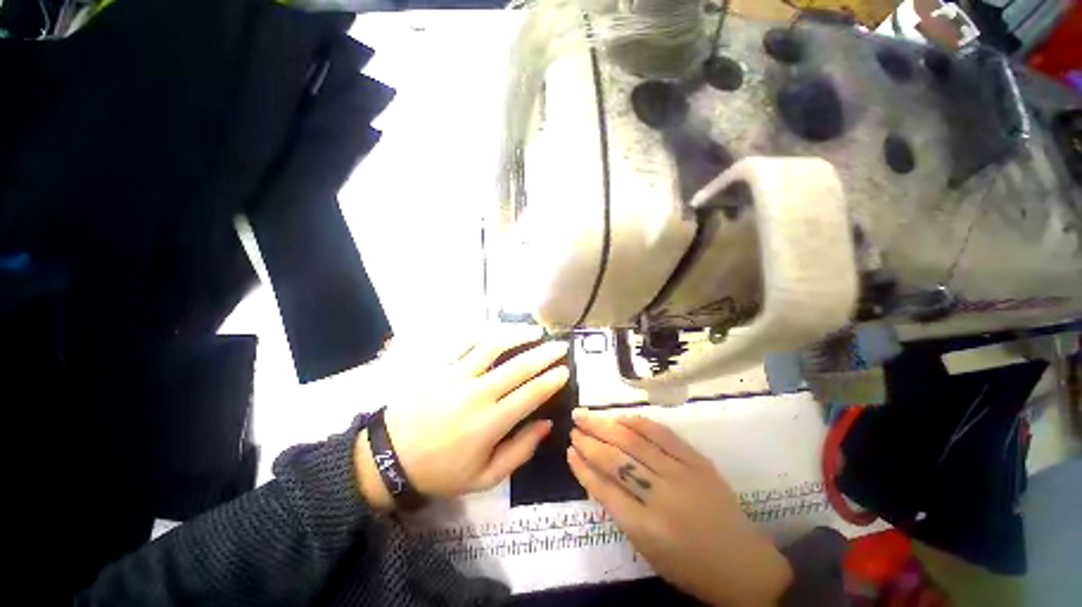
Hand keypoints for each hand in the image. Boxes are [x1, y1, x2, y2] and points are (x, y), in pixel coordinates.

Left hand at [355, 326, 569, 508]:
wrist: (390, 458)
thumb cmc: (441, 470)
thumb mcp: (485, 477)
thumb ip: (520, 451)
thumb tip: (546, 423)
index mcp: (490, 423)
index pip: (531, 394)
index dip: (552, 380)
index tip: (565, 370)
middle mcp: (476, 394)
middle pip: (518, 366)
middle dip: (545, 353)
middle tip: (560, 346)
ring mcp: (455, 375)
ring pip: (493, 345)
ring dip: (518, 334)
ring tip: (534, 330)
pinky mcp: (439, 366)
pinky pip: (465, 341)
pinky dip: (485, 332)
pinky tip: (499, 330)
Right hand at [567, 410, 791, 606]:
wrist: (745, 566)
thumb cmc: (690, 567)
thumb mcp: (648, 550)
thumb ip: (620, 511)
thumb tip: (595, 474)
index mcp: (646, 528)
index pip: (604, 488)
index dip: (582, 467)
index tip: (568, 450)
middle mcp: (661, 497)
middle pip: (615, 460)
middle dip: (589, 440)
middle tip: (573, 425)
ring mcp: (682, 474)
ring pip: (634, 441)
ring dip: (606, 425)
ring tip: (586, 415)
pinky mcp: (697, 461)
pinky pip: (663, 434)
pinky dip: (638, 422)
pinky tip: (620, 417)